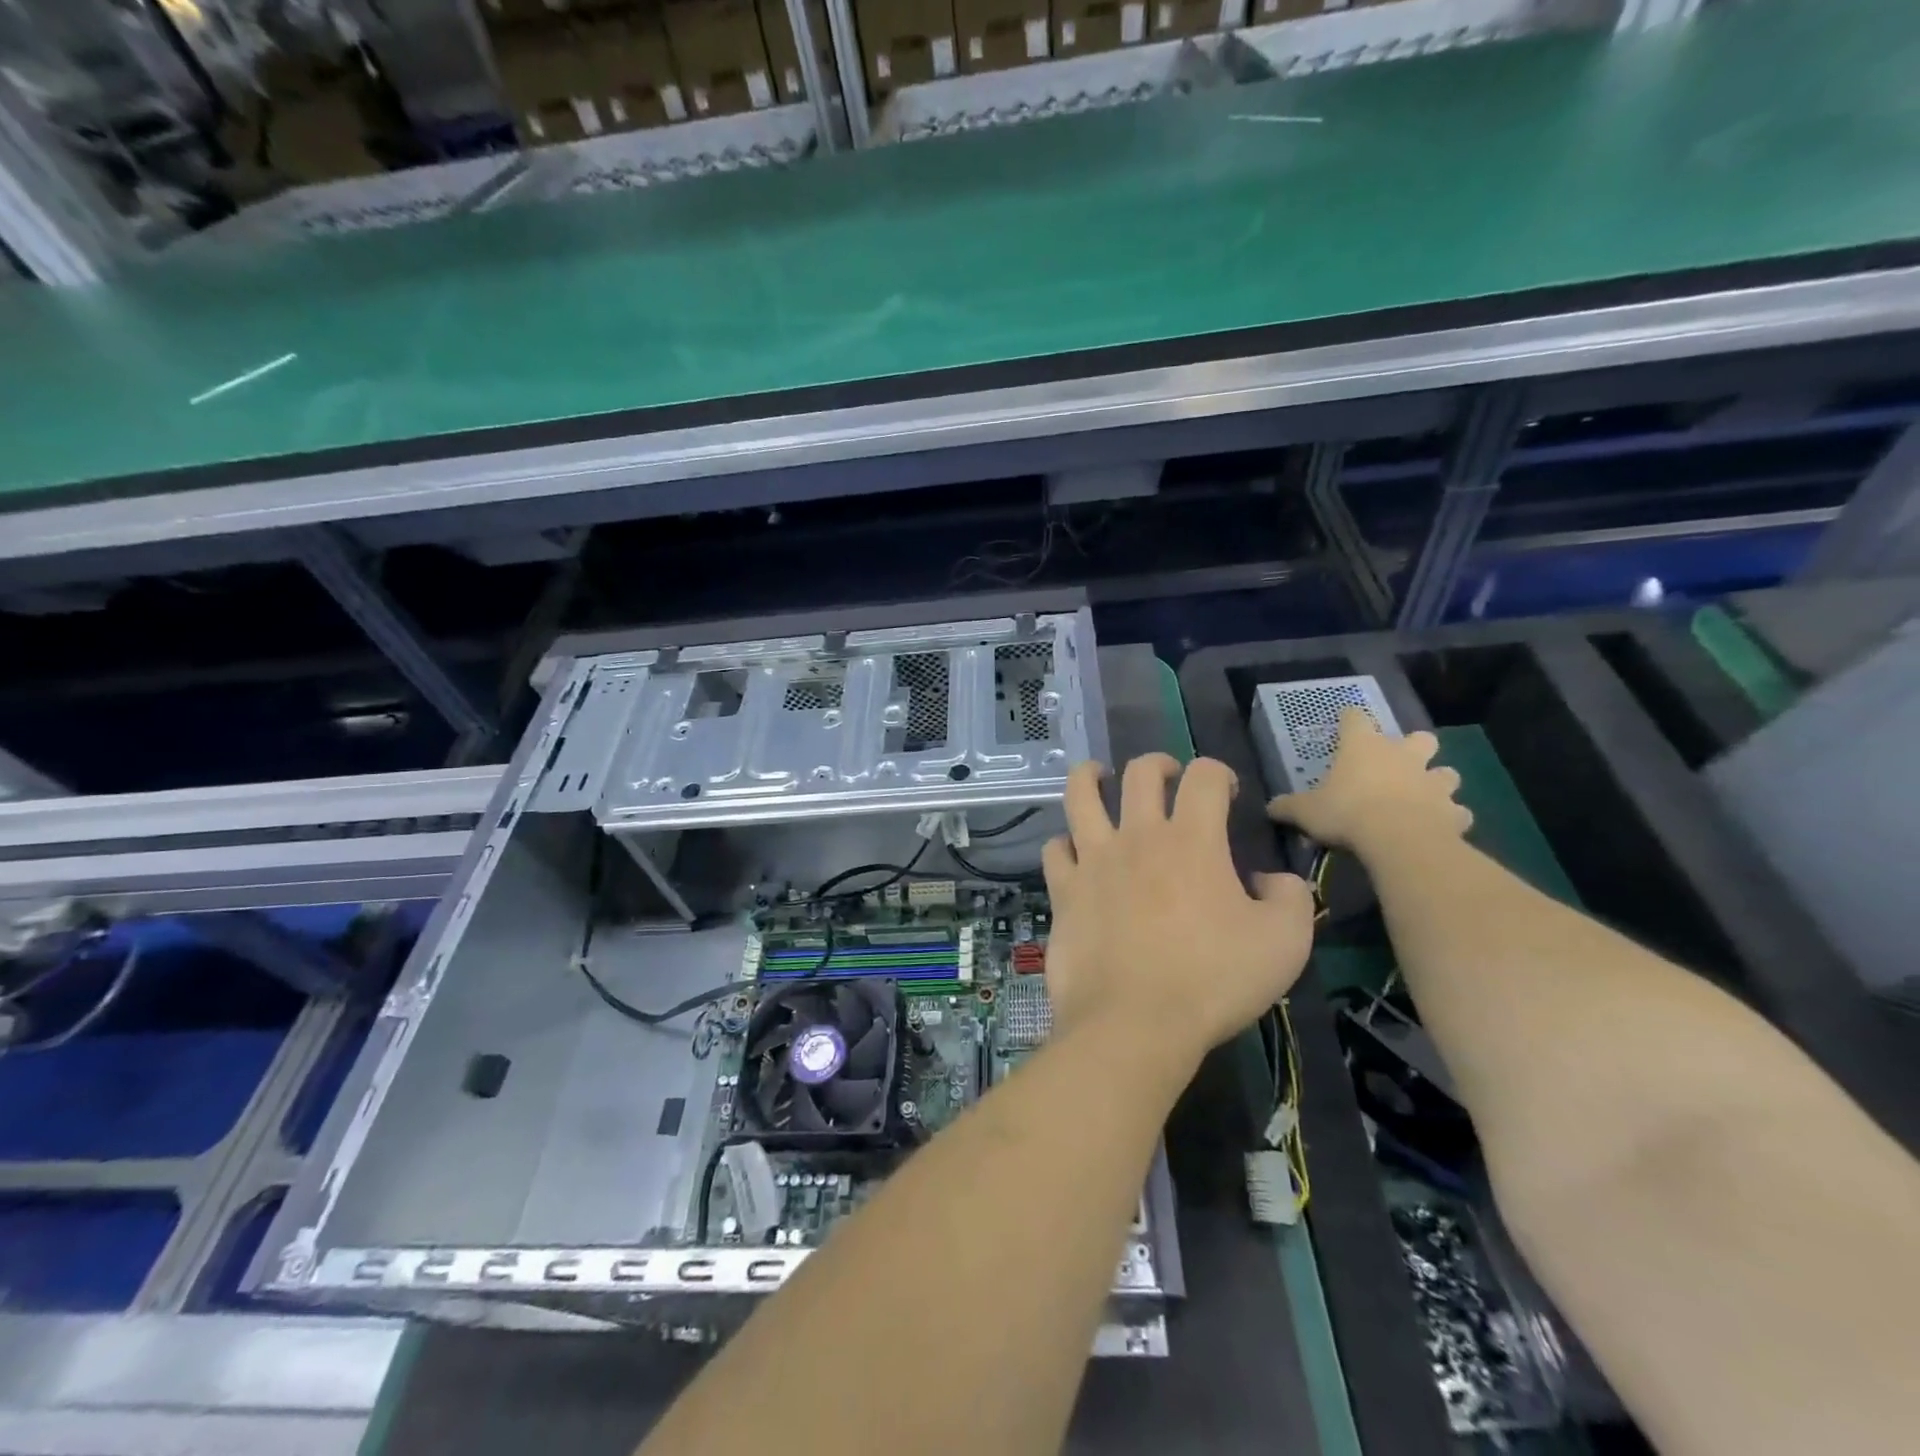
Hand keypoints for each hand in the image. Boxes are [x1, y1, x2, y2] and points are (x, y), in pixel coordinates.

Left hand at [1041, 755, 1315, 1069]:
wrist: (1135, 1023)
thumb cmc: (1213, 981)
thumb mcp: (1285, 943)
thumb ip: (1290, 897)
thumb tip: (1269, 879)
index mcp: (1192, 840)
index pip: (1204, 776)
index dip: (1218, 772)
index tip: (1225, 791)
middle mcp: (1138, 837)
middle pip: (1140, 772)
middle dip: (1158, 763)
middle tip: (1167, 776)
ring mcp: (1094, 860)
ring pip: (1080, 795)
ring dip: (1090, 777)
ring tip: (1098, 776)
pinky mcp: (1064, 890)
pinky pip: (1054, 848)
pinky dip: (1064, 843)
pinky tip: (1073, 851)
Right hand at [1266, 708, 1471, 854]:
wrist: (1399, 839)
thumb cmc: (1346, 812)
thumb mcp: (1305, 811)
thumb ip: (1288, 806)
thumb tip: (1269, 807)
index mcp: (1363, 747)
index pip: (1355, 719)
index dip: (1349, 718)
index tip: (1345, 721)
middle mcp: (1402, 756)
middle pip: (1419, 739)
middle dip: (1414, 747)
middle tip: (1400, 763)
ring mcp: (1432, 782)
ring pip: (1447, 773)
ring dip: (1437, 781)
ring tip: (1425, 796)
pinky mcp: (1452, 811)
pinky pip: (1457, 812)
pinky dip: (1450, 817)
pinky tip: (1439, 826)